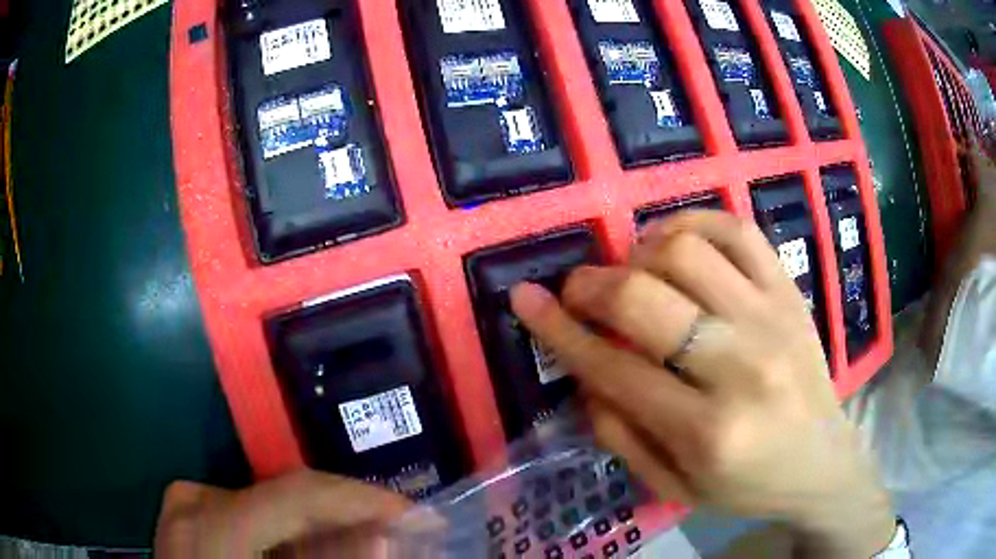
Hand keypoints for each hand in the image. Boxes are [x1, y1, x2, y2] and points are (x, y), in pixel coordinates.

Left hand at [155, 469, 410, 557]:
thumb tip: (382, 541)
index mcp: (212, 524)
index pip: (299, 493)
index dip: (362, 499)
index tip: (415, 513)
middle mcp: (195, 500)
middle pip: (287, 496)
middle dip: (347, 514)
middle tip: (396, 531)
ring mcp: (185, 504)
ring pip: (270, 504)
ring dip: (320, 524)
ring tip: (358, 539)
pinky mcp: (186, 514)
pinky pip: (250, 514)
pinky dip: (287, 532)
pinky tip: (308, 547)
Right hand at [511, 211, 893, 557]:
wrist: (823, 461)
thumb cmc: (747, 484)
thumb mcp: (674, 486)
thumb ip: (620, 435)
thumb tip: (585, 374)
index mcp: (706, 432)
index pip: (613, 369)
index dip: (558, 330)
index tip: (524, 299)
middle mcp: (741, 368)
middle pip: (646, 299)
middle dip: (591, 286)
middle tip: (577, 289)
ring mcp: (772, 319)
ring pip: (686, 250)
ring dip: (640, 252)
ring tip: (633, 271)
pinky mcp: (790, 292)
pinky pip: (737, 230)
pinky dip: (693, 221)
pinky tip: (675, 242)